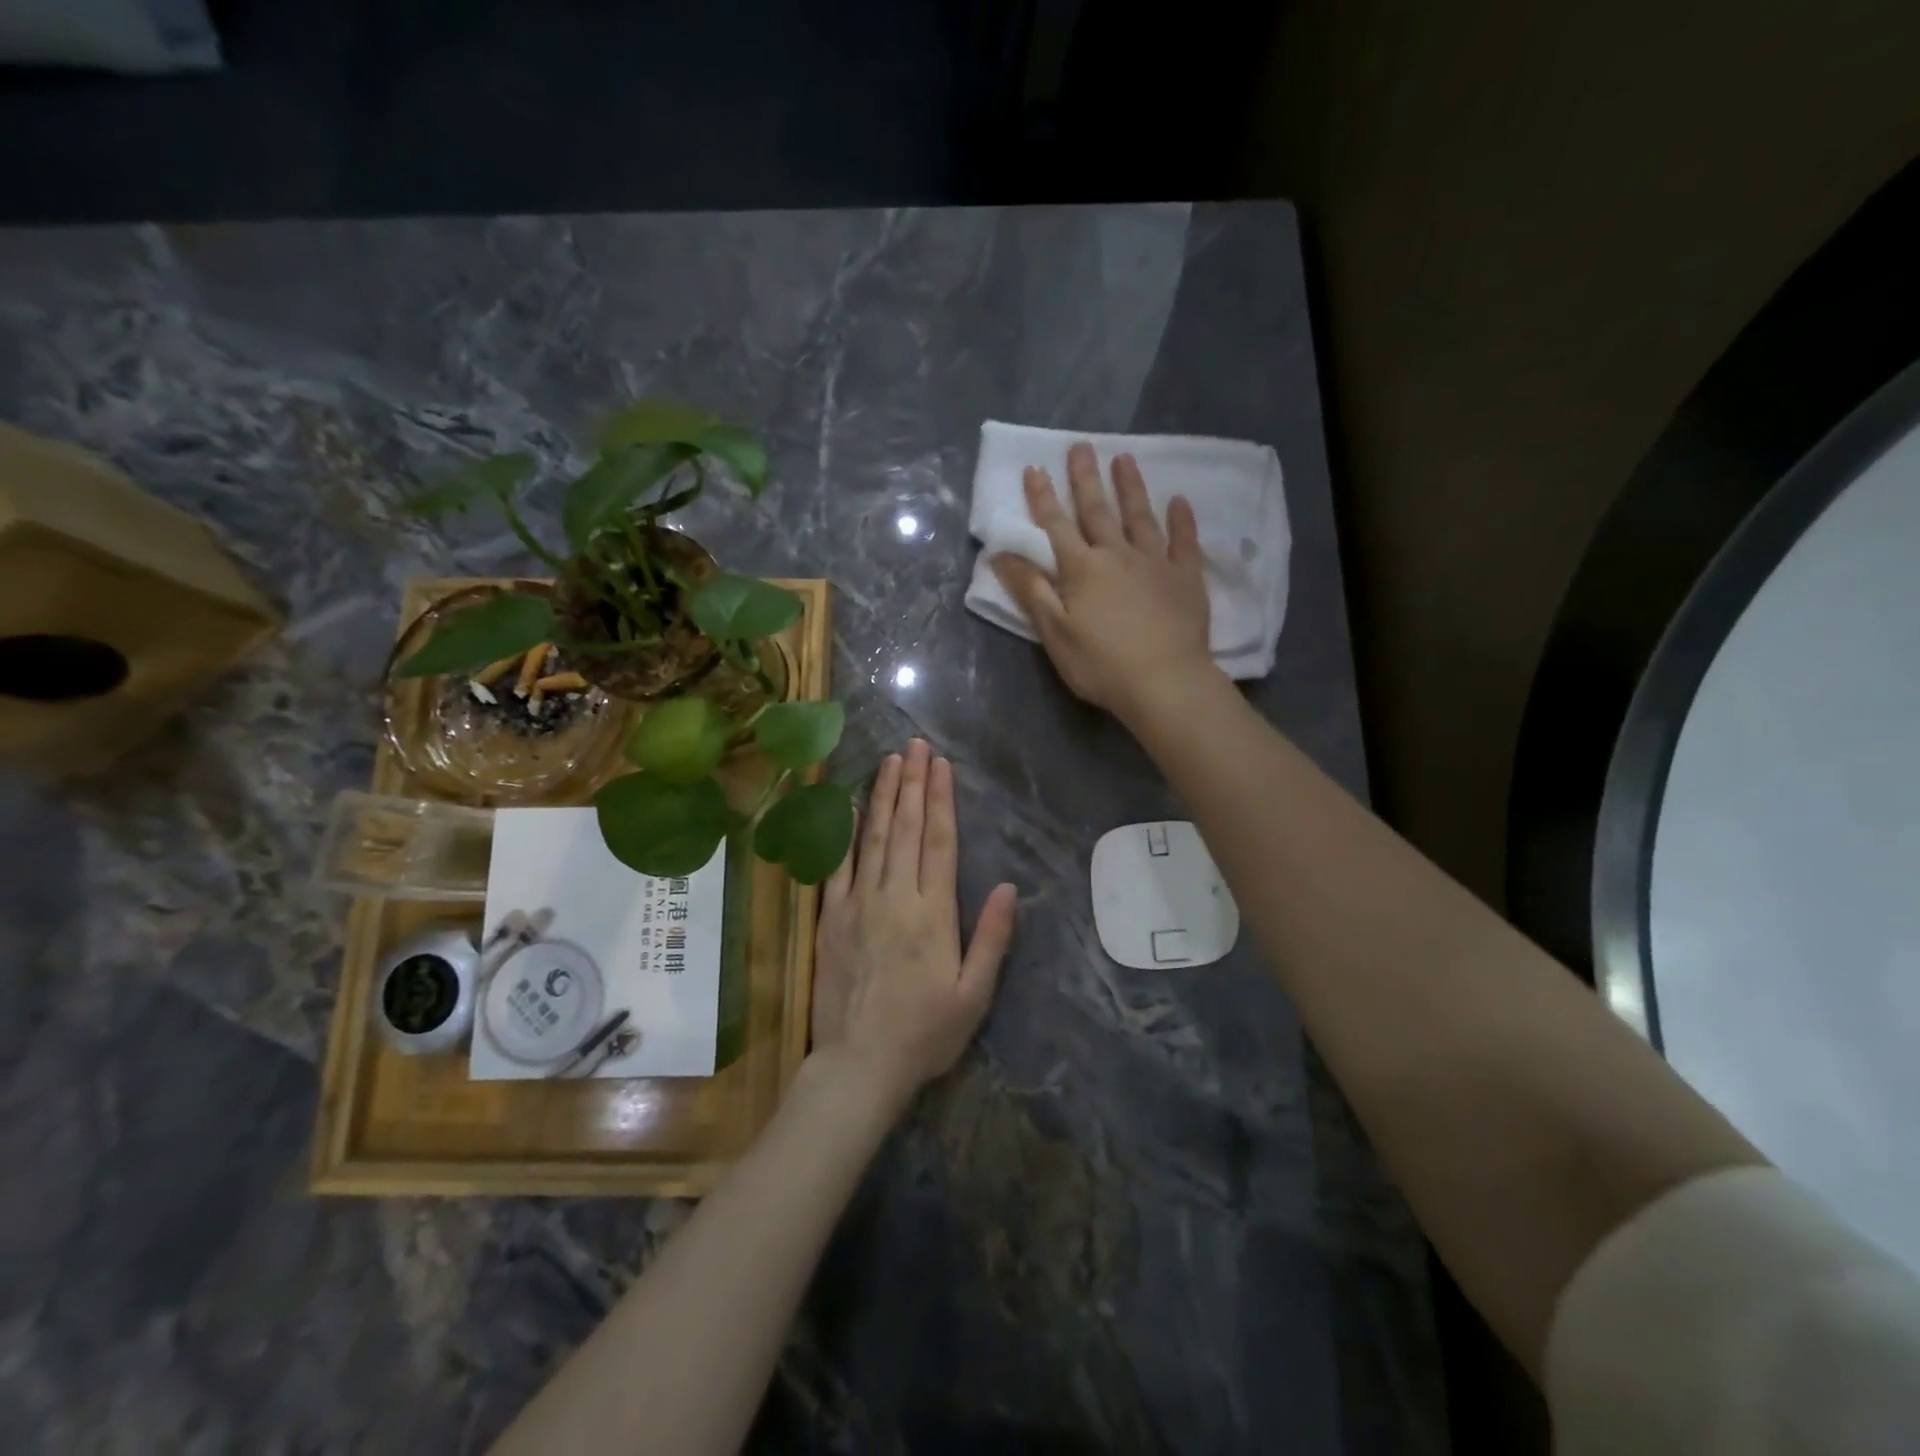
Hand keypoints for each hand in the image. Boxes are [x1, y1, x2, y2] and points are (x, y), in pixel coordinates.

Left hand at [810, 739, 1017, 1109]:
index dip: (940, 800)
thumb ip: (991, 938)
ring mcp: (858, 904)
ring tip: (889, 761)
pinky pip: (837, 866)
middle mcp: (894, 897)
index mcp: (932, 913)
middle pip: (905, 829)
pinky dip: (843, 834)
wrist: (859, 1064)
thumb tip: (1007, 887)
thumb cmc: (925, 1033)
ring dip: (881, 796)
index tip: (941, 766)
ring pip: (872, 838)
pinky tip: (847, 806)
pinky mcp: (831, 918)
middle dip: (912, 783)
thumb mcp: (973, 995)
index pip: (939, 842)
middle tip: (915, 746)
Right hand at [991, 442, 1216, 723]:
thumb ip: (1031, 590)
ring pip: (1140, 517)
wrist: (1165, 683)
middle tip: (1081, 446)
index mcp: (1081, 569)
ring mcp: (1155, 563)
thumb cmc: (1101, 665)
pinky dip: (1181, 520)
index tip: (1034, 468)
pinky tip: (1179, 501)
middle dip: (1085, 479)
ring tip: (1124, 458)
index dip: (1042, 497)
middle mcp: (1117, 555)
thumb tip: (1000, 555)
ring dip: (1130, 487)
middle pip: (1097, 511)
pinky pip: (1184, 542)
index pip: (1056, 525)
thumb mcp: (1054, 633)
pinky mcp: (1186, 578)